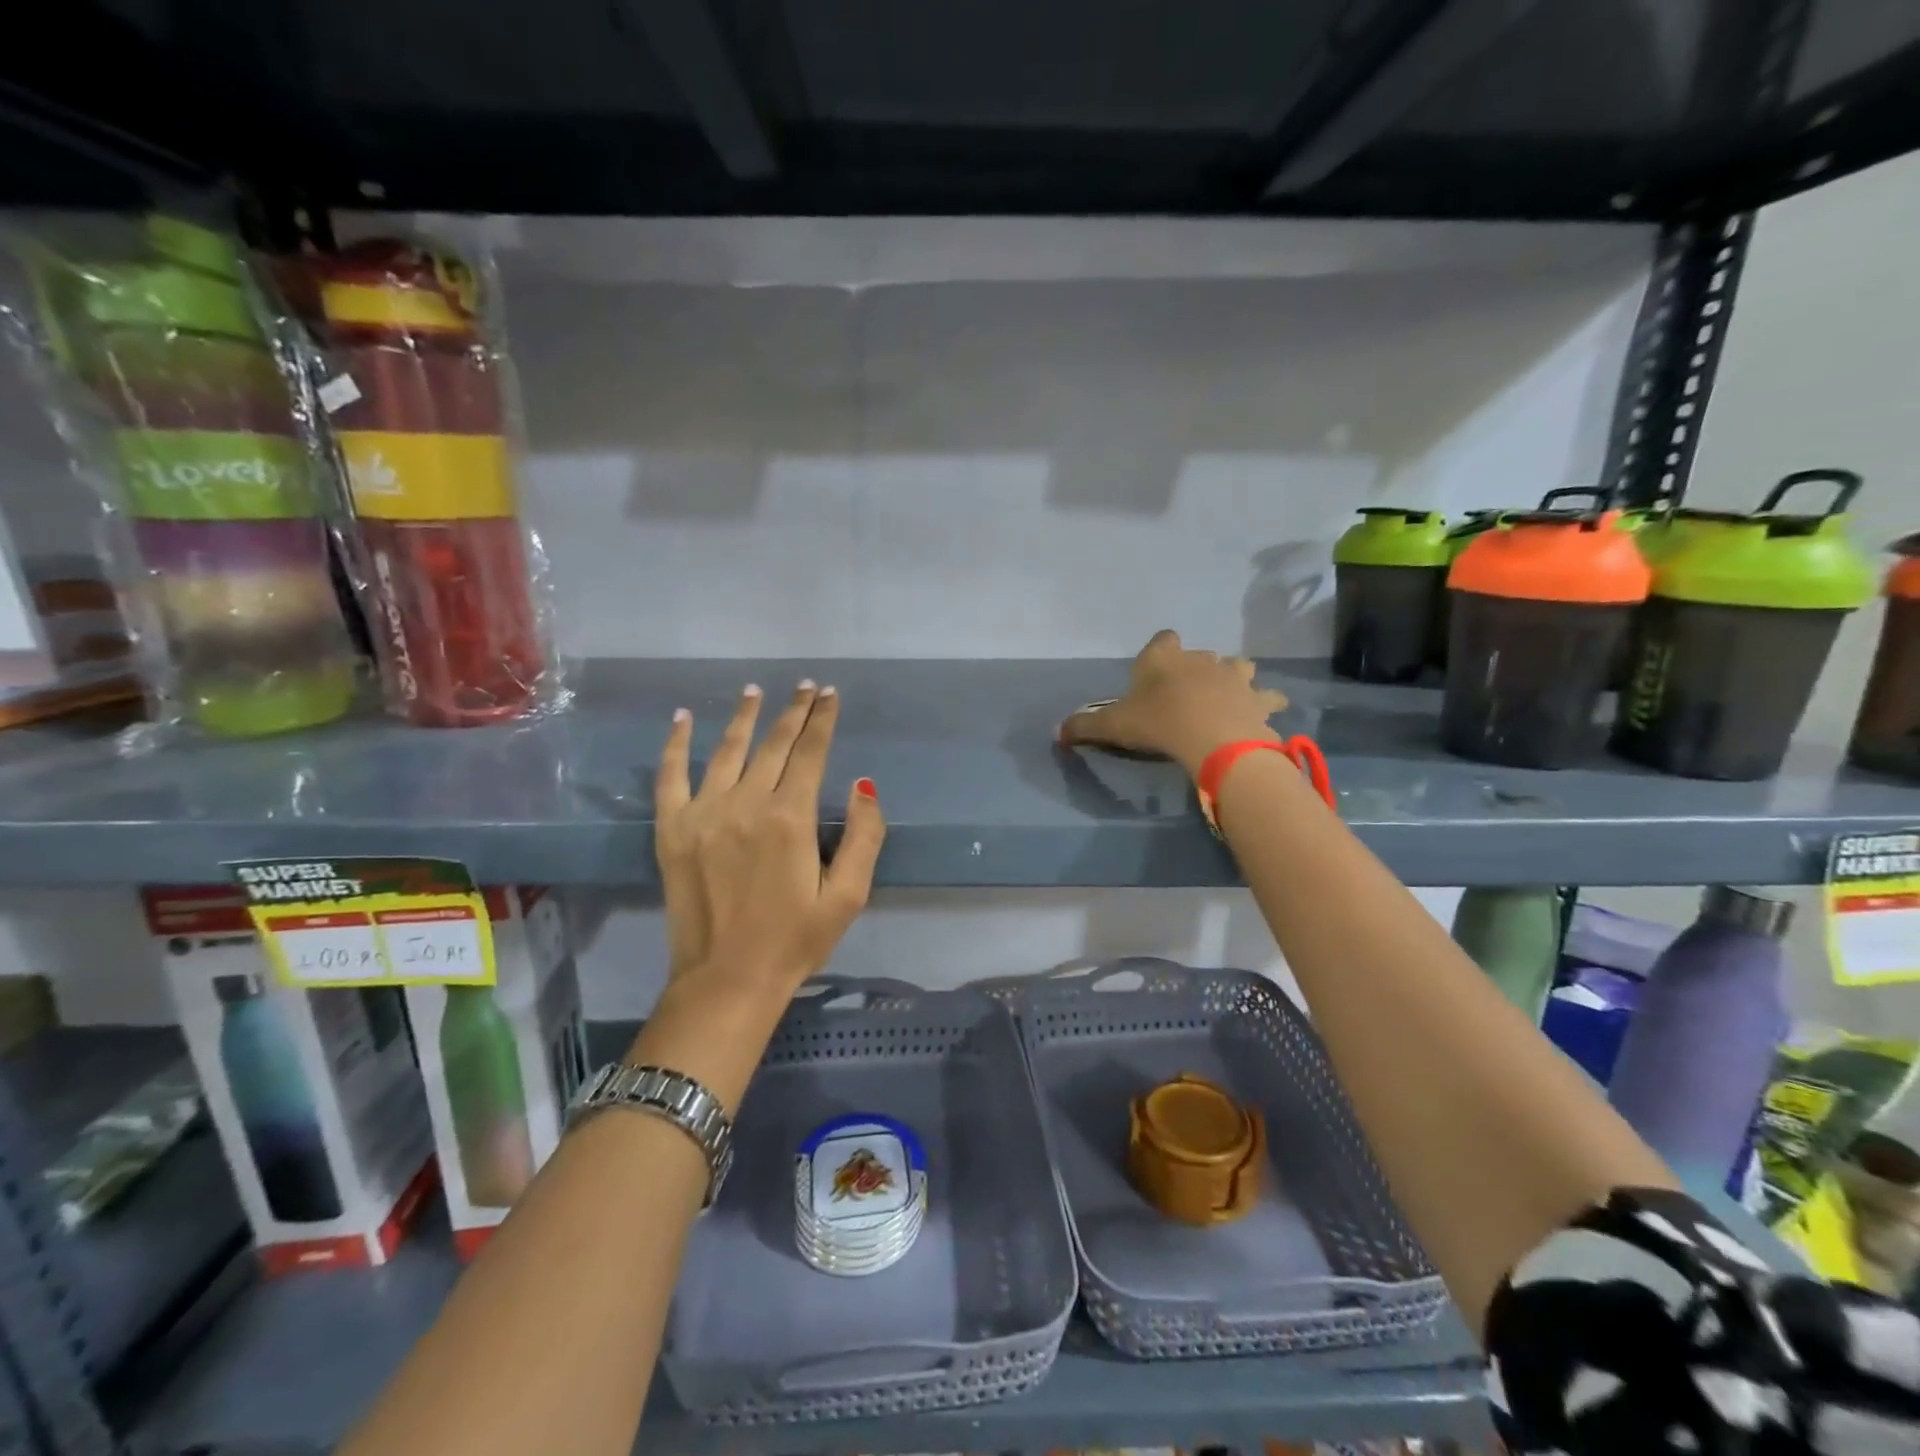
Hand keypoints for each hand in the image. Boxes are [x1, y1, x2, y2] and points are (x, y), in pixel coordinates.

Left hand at [654, 682, 884, 1006]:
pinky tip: (682, 718)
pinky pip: (670, 775)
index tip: (830, 695)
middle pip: (773, 744)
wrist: (727, 980)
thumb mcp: (848, 896)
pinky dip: (675, 743)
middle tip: (806, 686)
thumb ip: (865, 836)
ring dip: (743, 716)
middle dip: (793, 711)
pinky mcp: (672, 829)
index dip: (823, 720)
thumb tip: (862, 784)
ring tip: (755, 691)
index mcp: (791, 818)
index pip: (811, 752)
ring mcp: (703, 813)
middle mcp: (746, 803)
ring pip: (727, 749)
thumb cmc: (795, 940)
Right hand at [1057, 631, 1287, 774]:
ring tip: (1229, 696)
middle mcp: (1200, 659)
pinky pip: (1269, 696)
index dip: (1160, 651)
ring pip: (1239, 666)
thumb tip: (1055, 732)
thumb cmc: (1157, 722)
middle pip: (1201, 654)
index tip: (1155, 670)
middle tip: (1187, 694)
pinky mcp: (1258, 698)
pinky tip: (1265, 712)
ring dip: (1235, 678)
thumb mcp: (1113, 725)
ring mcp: (1234, 676)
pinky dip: (1267, 703)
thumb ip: (1085, 726)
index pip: (1163, 639)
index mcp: (1164, 658)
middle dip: (1196, 669)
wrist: (1211, 736)